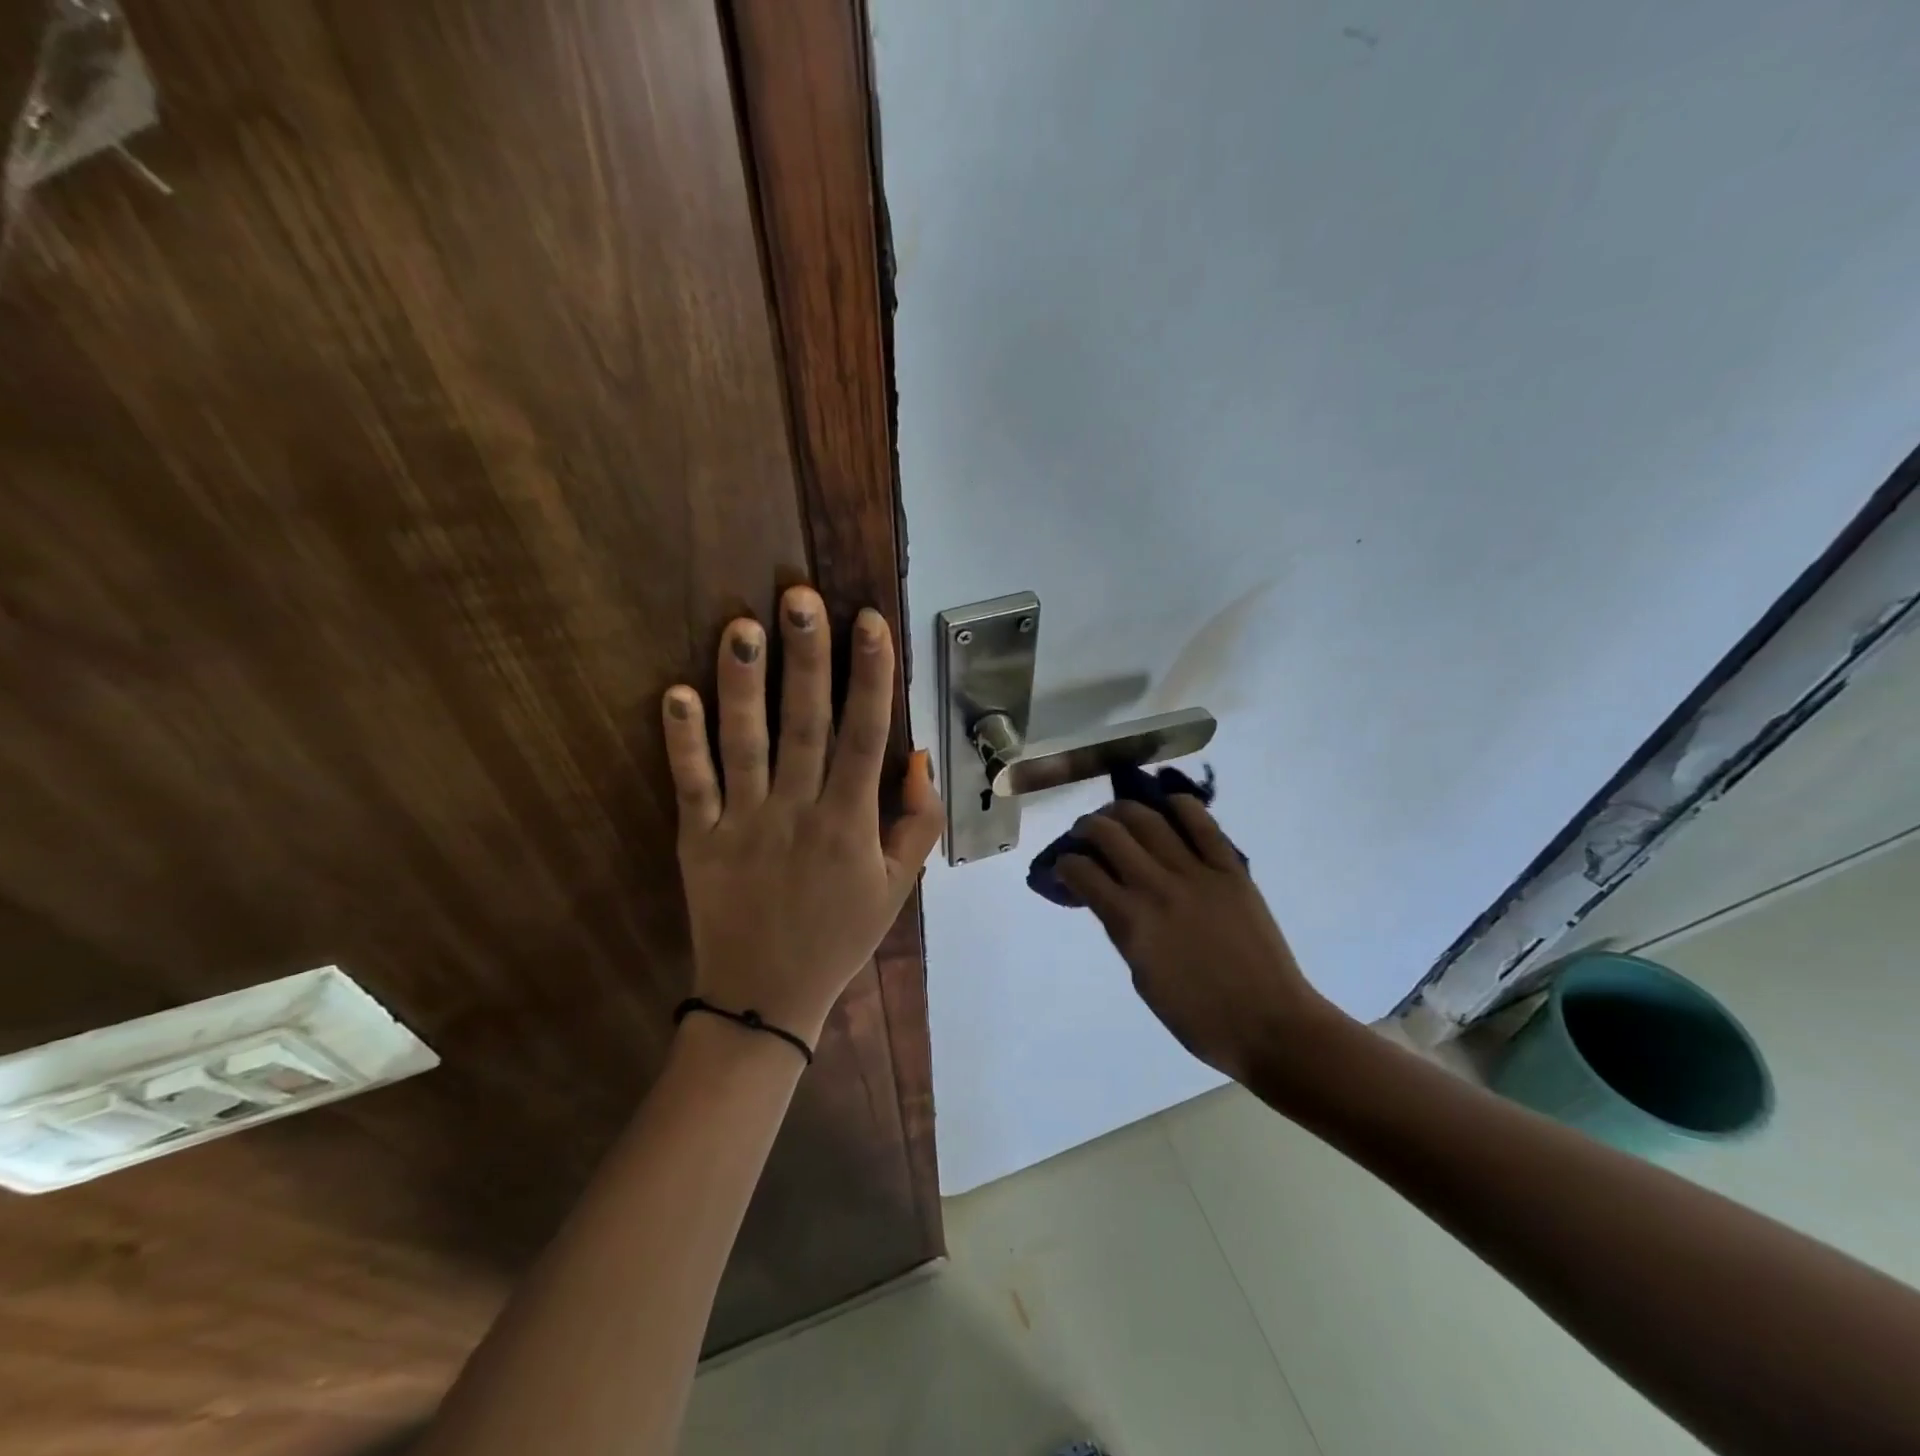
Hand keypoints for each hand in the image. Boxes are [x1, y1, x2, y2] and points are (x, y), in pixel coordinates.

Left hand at [662, 587, 942, 1048]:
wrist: (765, 1001)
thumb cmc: (838, 937)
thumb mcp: (897, 888)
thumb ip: (917, 823)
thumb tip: (920, 757)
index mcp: (850, 823)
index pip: (867, 736)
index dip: (872, 676)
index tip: (870, 622)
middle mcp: (797, 813)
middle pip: (806, 724)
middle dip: (807, 658)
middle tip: (801, 597)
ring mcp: (742, 824)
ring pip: (745, 744)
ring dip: (743, 684)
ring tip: (741, 626)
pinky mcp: (697, 840)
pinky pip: (690, 784)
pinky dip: (682, 740)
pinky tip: (677, 692)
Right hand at [1056, 799, 1348, 1080]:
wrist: (1270, 1025)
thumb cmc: (1198, 1017)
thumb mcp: (1141, 976)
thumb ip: (1124, 930)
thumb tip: (1113, 900)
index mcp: (1130, 921)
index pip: (1081, 871)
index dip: (1064, 864)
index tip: (1065, 868)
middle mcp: (1156, 887)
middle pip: (1109, 833)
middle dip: (1086, 827)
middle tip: (1086, 834)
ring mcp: (1196, 873)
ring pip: (1149, 819)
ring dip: (1123, 811)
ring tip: (1119, 816)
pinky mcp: (1230, 870)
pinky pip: (1203, 824)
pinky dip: (1182, 806)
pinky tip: (1168, 804)